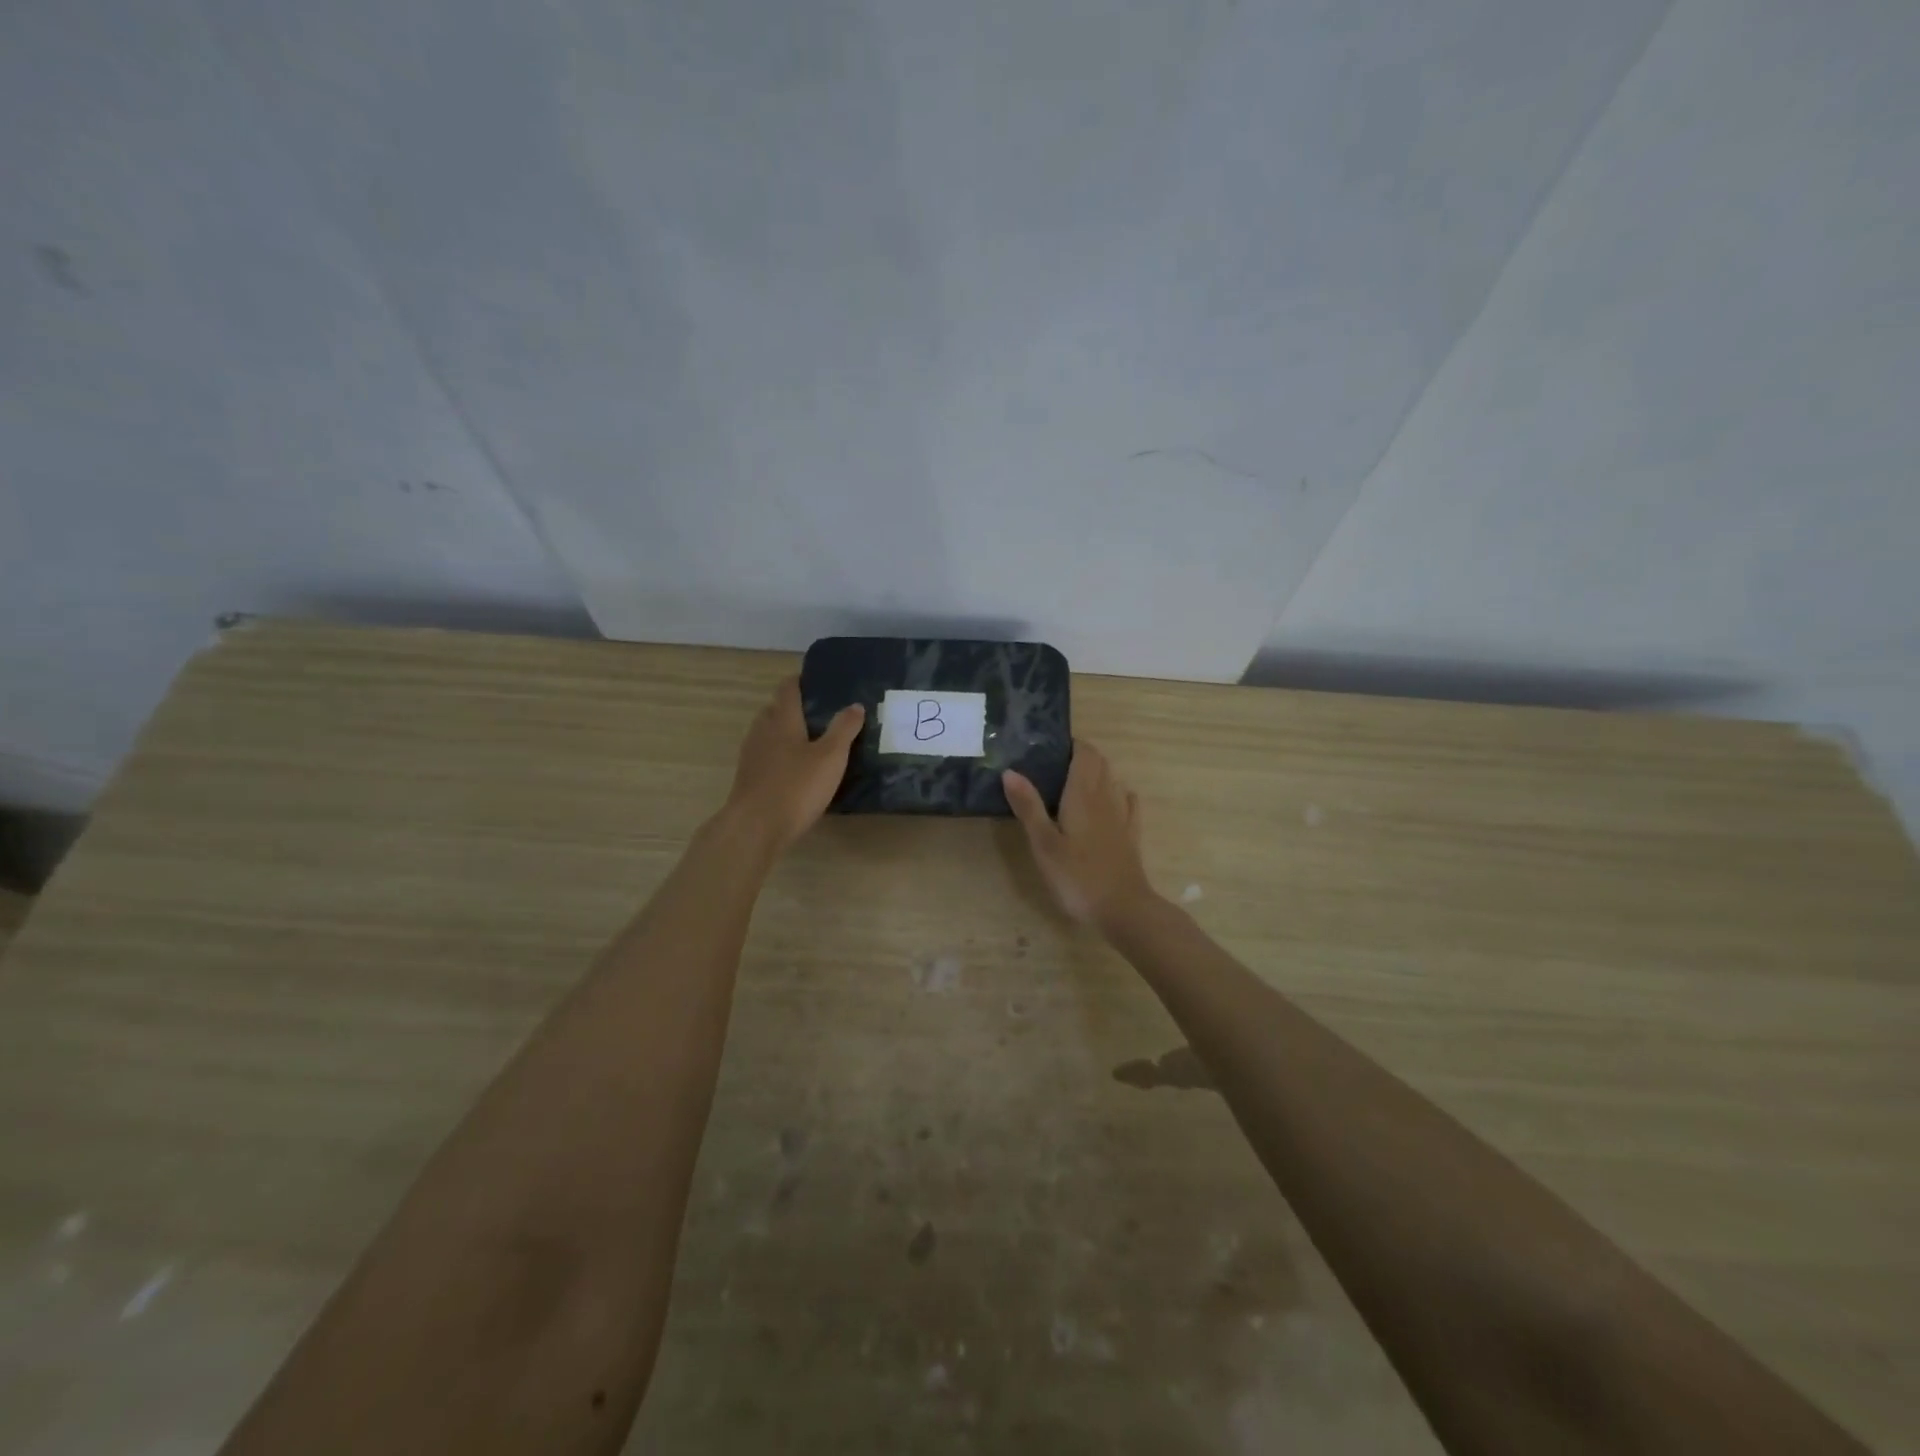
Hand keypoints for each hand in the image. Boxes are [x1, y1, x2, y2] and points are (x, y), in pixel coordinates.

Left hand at [721, 678, 863, 855]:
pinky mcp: (748, 778)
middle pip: (775, 710)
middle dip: (794, 707)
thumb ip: (844, 729)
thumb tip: (855, 705)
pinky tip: (795, 769)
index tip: (816, 680)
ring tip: (811, 741)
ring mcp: (751, 755)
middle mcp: (762, 731)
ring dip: (786, 732)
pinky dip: (780, 755)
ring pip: (768, 733)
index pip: (788, 689)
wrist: (755, 827)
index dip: (800, 681)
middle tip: (820, 713)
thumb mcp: (831, 757)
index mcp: (782, 720)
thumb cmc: (796, 786)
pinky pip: (765, 756)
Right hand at [1003, 742, 1158, 931]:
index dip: (1071, 744)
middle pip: (1100, 763)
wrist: (1123, 909)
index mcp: (1083, 794)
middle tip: (1054, 764)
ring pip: (1113, 780)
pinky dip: (1117, 793)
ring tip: (1073, 782)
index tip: (1049, 746)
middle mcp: (1106, 797)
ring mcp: (1122, 816)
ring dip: (1097, 773)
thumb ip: (1028, 806)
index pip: (1085, 753)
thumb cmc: (1077, 876)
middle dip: (1081, 756)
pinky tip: (1111, 801)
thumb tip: (1010, 771)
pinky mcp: (1131, 835)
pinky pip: (1128, 803)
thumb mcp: (1044, 843)